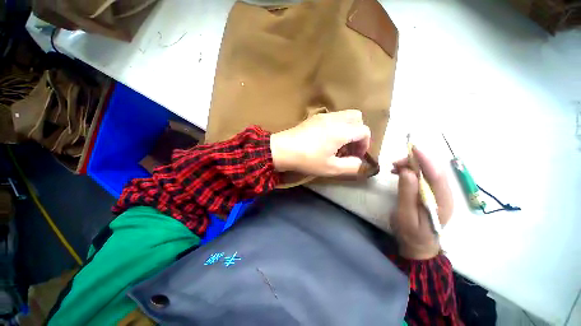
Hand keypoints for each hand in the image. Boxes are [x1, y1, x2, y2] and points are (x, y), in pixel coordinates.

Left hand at [270, 110, 370, 175]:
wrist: (282, 150)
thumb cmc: (307, 160)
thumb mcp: (331, 168)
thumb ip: (351, 166)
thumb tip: (360, 162)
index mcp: (341, 130)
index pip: (364, 131)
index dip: (365, 144)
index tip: (356, 155)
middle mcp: (334, 118)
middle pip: (357, 118)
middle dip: (358, 132)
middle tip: (349, 147)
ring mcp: (323, 116)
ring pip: (345, 115)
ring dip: (348, 128)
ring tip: (338, 144)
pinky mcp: (314, 117)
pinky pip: (333, 117)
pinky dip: (337, 126)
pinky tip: (326, 139)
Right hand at [390, 148, 452, 259]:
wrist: (419, 246)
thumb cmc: (410, 233)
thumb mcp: (405, 215)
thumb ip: (407, 194)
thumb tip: (407, 172)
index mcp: (442, 203)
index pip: (437, 175)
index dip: (426, 159)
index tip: (413, 148)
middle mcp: (445, 195)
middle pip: (434, 170)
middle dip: (416, 161)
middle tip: (395, 163)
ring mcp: (440, 194)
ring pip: (430, 171)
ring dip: (413, 165)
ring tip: (395, 168)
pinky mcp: (433, 193)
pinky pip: (425, 176)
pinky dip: (413, 171)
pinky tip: (401, 172)